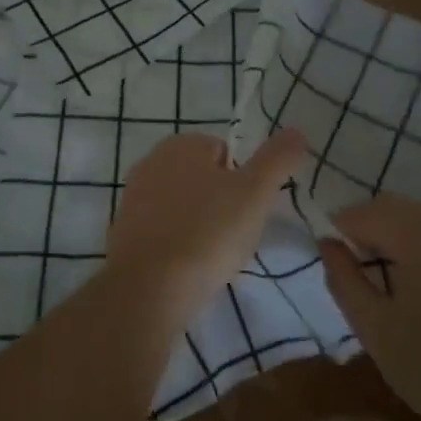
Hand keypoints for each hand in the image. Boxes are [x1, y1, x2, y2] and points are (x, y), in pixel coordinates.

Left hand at [105, 129, 306, 324]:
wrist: (148, 289)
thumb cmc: (207, 233)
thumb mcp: (255, 193)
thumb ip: (277, 160)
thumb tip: (296, 131)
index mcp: (181, 144)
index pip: (225, 152)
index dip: (243, 181)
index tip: (248, 211)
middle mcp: (151, 162)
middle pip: (203, 179)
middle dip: (220, 203)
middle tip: (234, 235)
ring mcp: (133, 197)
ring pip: (182, 206)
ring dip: (199, 225)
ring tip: (213, 256)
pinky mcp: (123, 232)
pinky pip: (163, 231)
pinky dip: (177, 244)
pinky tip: (187, 268)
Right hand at [321, 194, 420, 420]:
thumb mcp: (374, 328)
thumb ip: (344, 278)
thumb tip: (327, 244)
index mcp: (416, 236)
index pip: (363, 213)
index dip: (339, 231)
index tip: (332, 262)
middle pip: (394, 208)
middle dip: (367, 229)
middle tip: (354, 270)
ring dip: (395, 238)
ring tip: (386, 282)